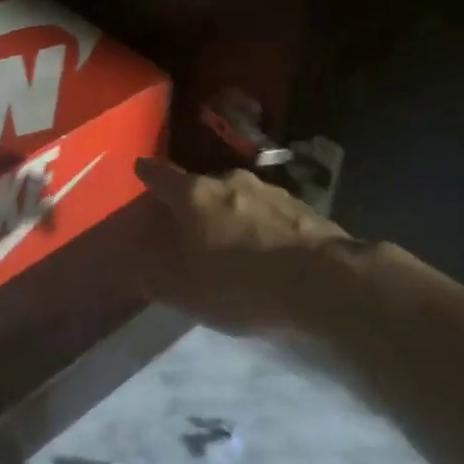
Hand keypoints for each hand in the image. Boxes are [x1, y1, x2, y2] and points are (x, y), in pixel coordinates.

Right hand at [135, 158, 357, 333]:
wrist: (324, 281)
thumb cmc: (242, 284)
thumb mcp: (187, 293)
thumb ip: (156, 277)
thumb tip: (139, 266)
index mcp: (194, 196)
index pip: (160, 174)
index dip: (147, 173)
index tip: (141, 170)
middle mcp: (229, 181)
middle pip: (200, 186)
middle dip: (192, 203)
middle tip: (189, 228)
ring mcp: (268, 190)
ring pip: (237, 196)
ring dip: (230, 213)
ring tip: (232, 243)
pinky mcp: (301, 205)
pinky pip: (268, 211)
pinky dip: (261, 224)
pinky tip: (268, 250)